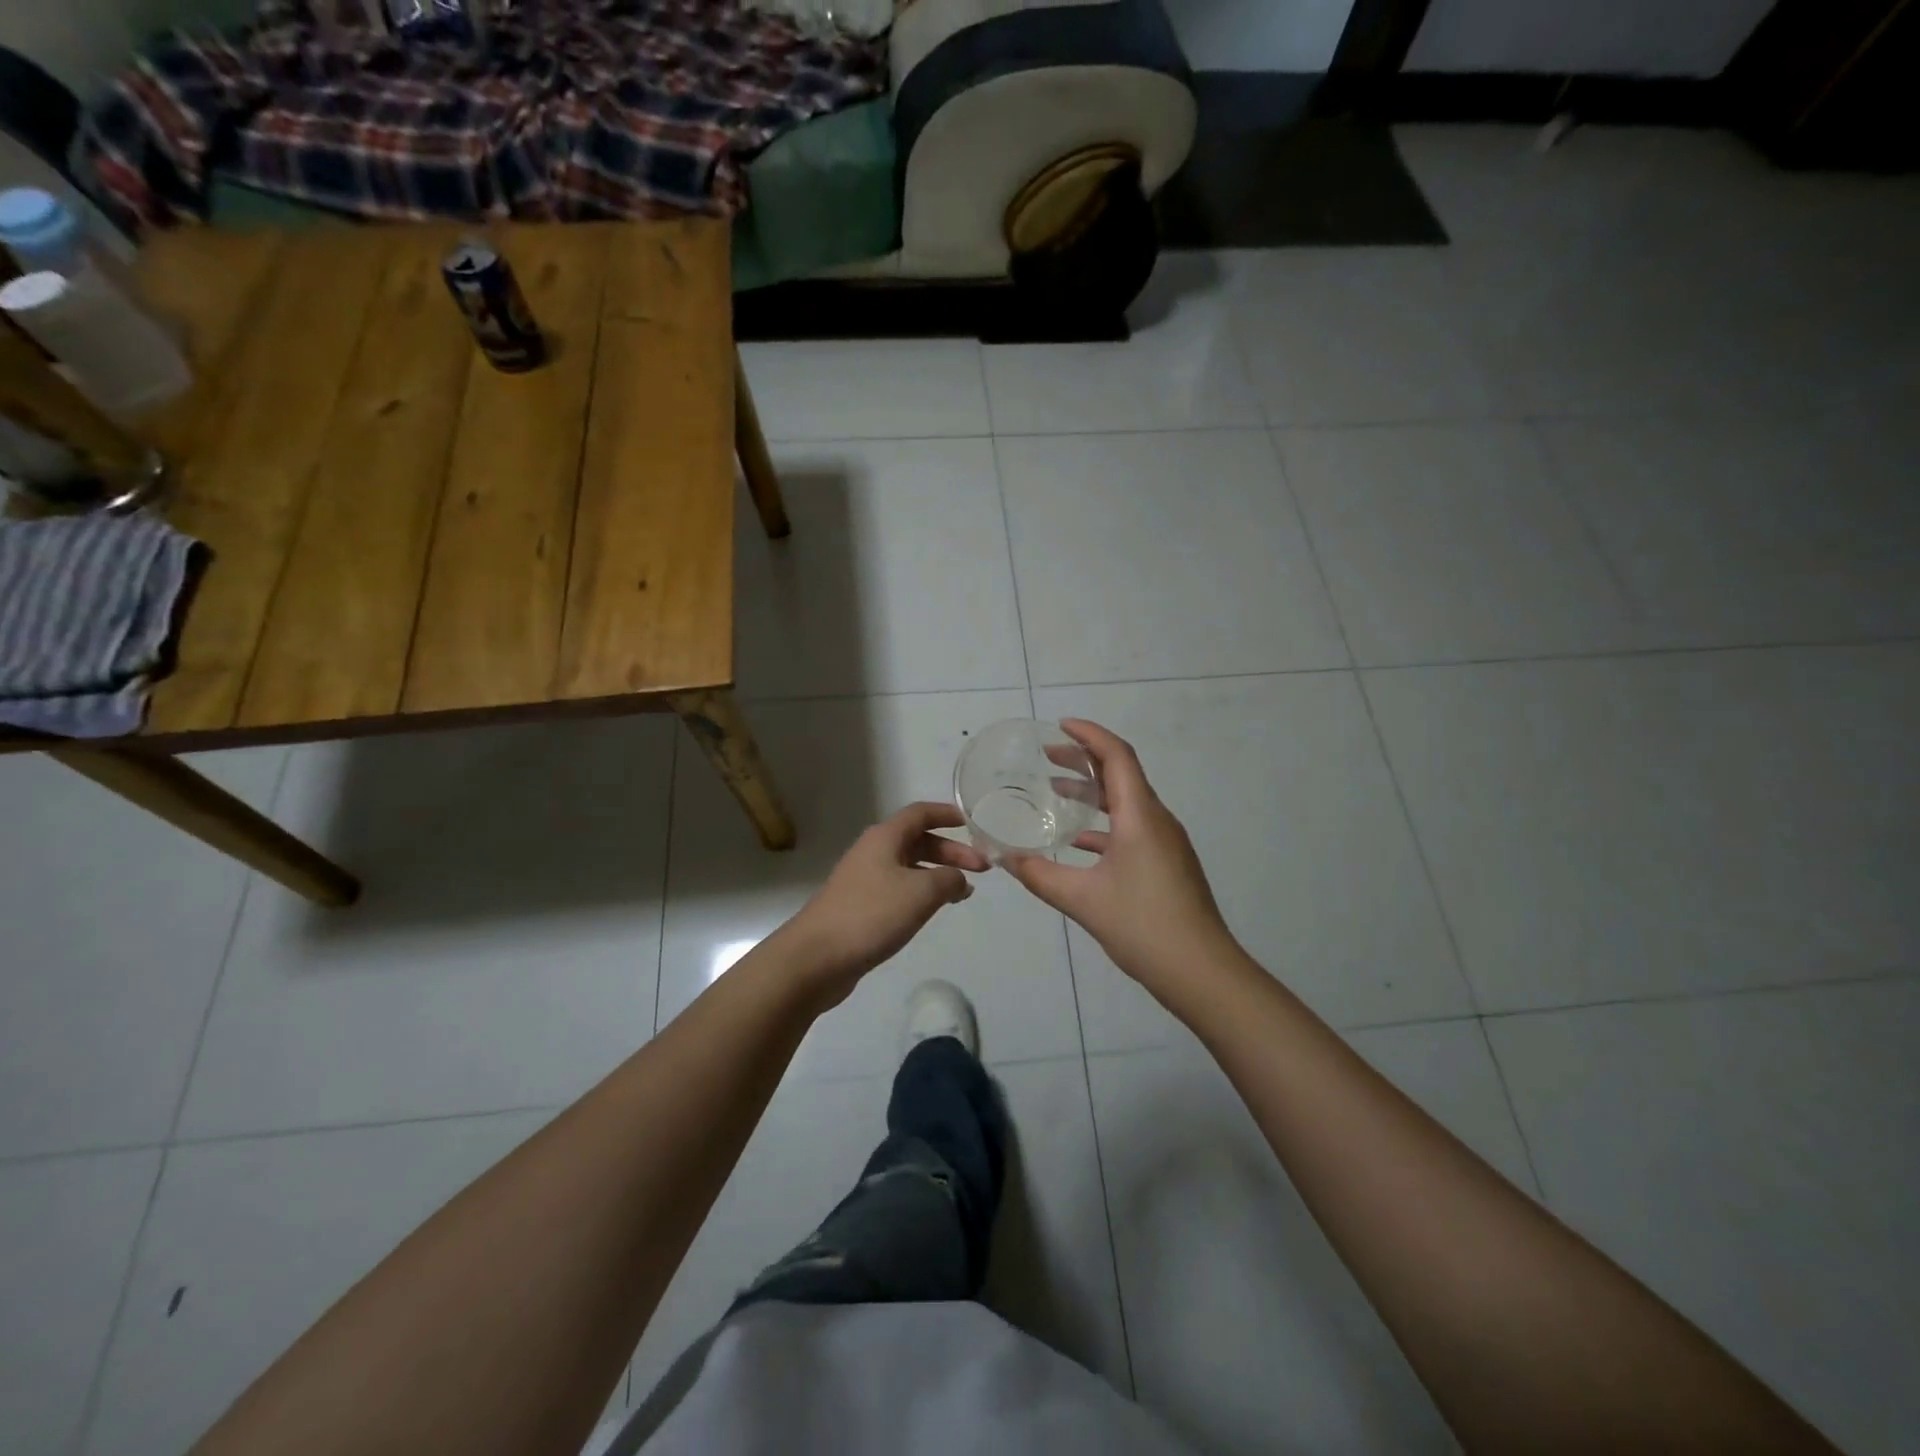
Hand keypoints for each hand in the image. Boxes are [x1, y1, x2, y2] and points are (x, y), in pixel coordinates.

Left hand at [781, 801, 988, 1004]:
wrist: (816, 957)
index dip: (947, 814)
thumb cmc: (871, 914)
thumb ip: (948, 879)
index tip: (972, 823)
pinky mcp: (861, 906)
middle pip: (918, 841)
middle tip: (982, 869)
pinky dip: (921, 893)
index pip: (920, 813)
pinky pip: (899, 889)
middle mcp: (873, 852)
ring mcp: (864, 879)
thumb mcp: (921, 893)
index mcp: (884, 838)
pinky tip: (933, 910)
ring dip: (938, 874)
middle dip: (951, 852)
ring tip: (964, 892)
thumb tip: (958, 879)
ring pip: (909, 866)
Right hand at [1006, 720, 1235, 998]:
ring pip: (1126, 803)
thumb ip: (1039, 875)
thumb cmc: (1143, 925)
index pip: (1117, 756)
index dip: (1089, 735)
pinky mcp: (1166, 864)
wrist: (1201, 971)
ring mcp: (1165, 843)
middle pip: (1121, 775)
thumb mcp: (1081, 899)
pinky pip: (1131, 829)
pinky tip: (1077, 842)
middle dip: (1085, 761)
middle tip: (1048, 757)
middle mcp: (1157, 820)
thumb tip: (1003, 858)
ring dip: (1093, 793)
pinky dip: (1103, 825)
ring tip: (1056, 791)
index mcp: (1140, 816)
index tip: (1059, 726)